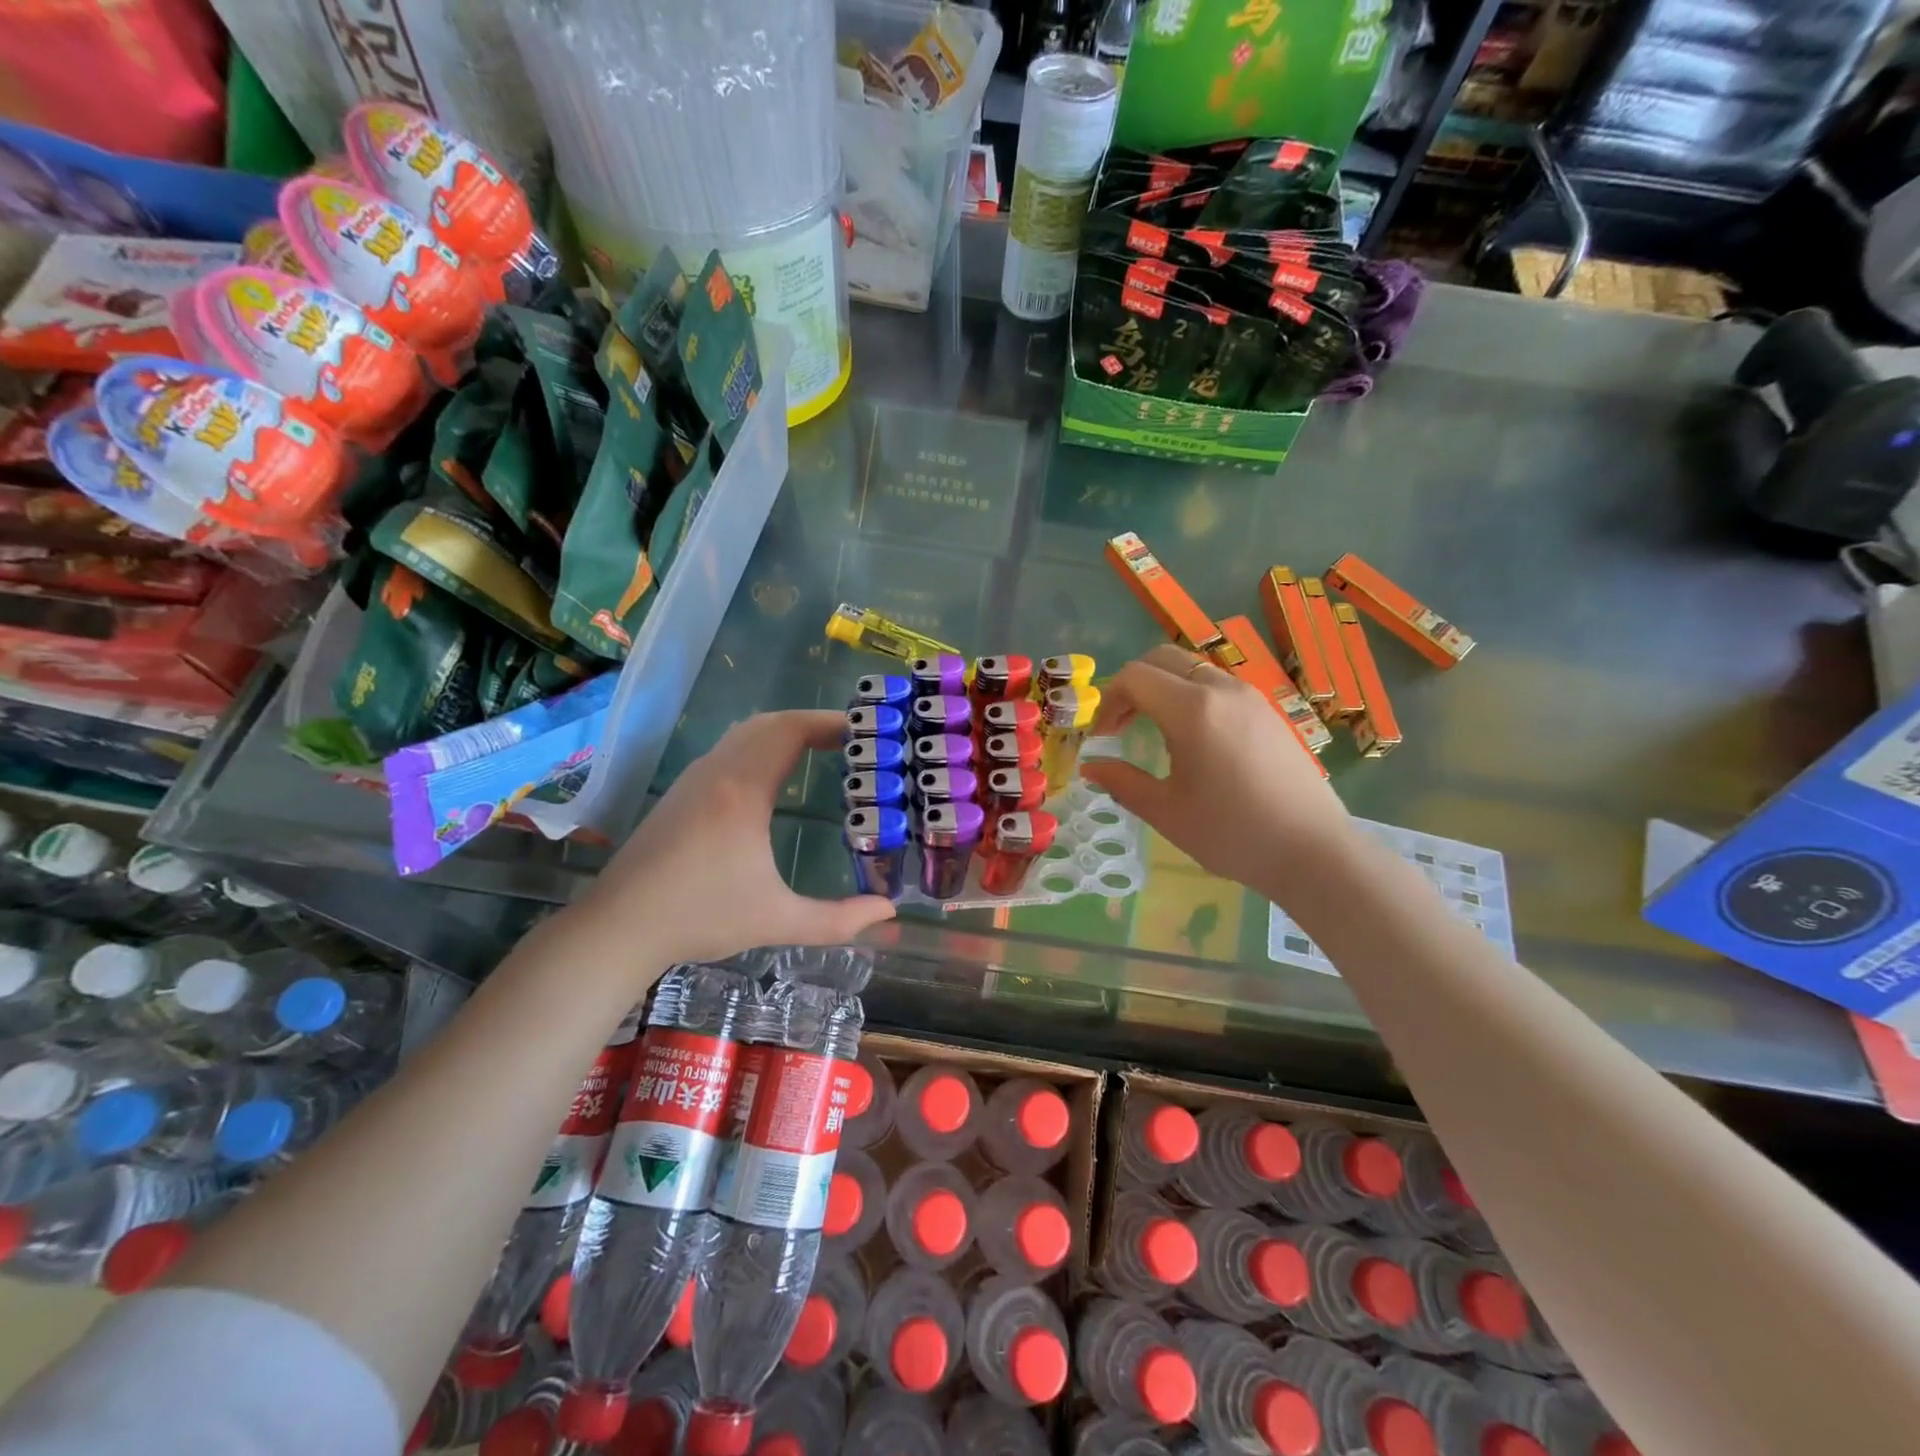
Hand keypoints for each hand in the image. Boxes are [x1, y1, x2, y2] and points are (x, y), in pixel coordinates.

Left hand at [573, 710, 894, 966]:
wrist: (618, 927)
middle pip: (769, 723)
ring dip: (783, 732)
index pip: (790, 730)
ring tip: (820, 752)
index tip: (864, 728)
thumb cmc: (699, 917)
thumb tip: (888, 912)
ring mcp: (693, 779)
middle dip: (812, 723)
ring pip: (744, 734)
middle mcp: (717, 772)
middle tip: (849, 740)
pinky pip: (728, 750)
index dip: (829, 721)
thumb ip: (838, 920)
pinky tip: (774, 778)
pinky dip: (760, 747)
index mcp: (742, 790)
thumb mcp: (777, 921)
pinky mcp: (680, 793)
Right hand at [1080, 645, 1352, 897]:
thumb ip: (1122, 783)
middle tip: (1122, 725)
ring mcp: (1251, 697)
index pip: (1134, 677)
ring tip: (1155, 731)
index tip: (1103, 737)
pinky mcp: (1269, 711)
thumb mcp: (1166, 812)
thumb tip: (1092, 768)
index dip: (1108, 701)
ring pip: (1193, 668)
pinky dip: (1192, 695)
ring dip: (1164, 687)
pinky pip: (1219, 685)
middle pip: (1162, 659)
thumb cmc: (1232, 833)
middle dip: (1132, 685)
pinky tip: (1194, 739)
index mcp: (1192, 710)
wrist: (1314, 851)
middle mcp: (1222, 689)